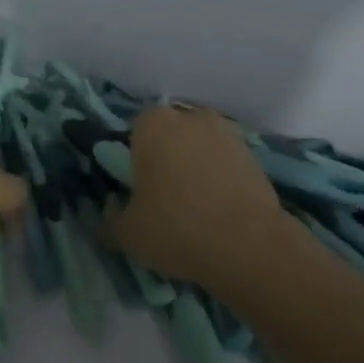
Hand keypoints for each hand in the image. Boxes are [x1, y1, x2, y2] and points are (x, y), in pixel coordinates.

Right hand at [106, 106, 301, 292]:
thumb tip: (108, 214)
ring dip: (196, 167)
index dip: (135, 158)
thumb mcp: (127, 234)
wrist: (248, 244)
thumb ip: (109, 220)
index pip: (135, 130)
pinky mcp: (255, 155)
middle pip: (171, 134)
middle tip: (164, 196)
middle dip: (167, 157)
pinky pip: (226, 164)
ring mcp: (227, 133)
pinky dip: (221, 179)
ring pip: (201, 147)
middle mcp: (190, 117)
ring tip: (196, 207)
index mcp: (153, 124)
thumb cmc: (175, 227)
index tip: (137, 186)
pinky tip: (219, 211)